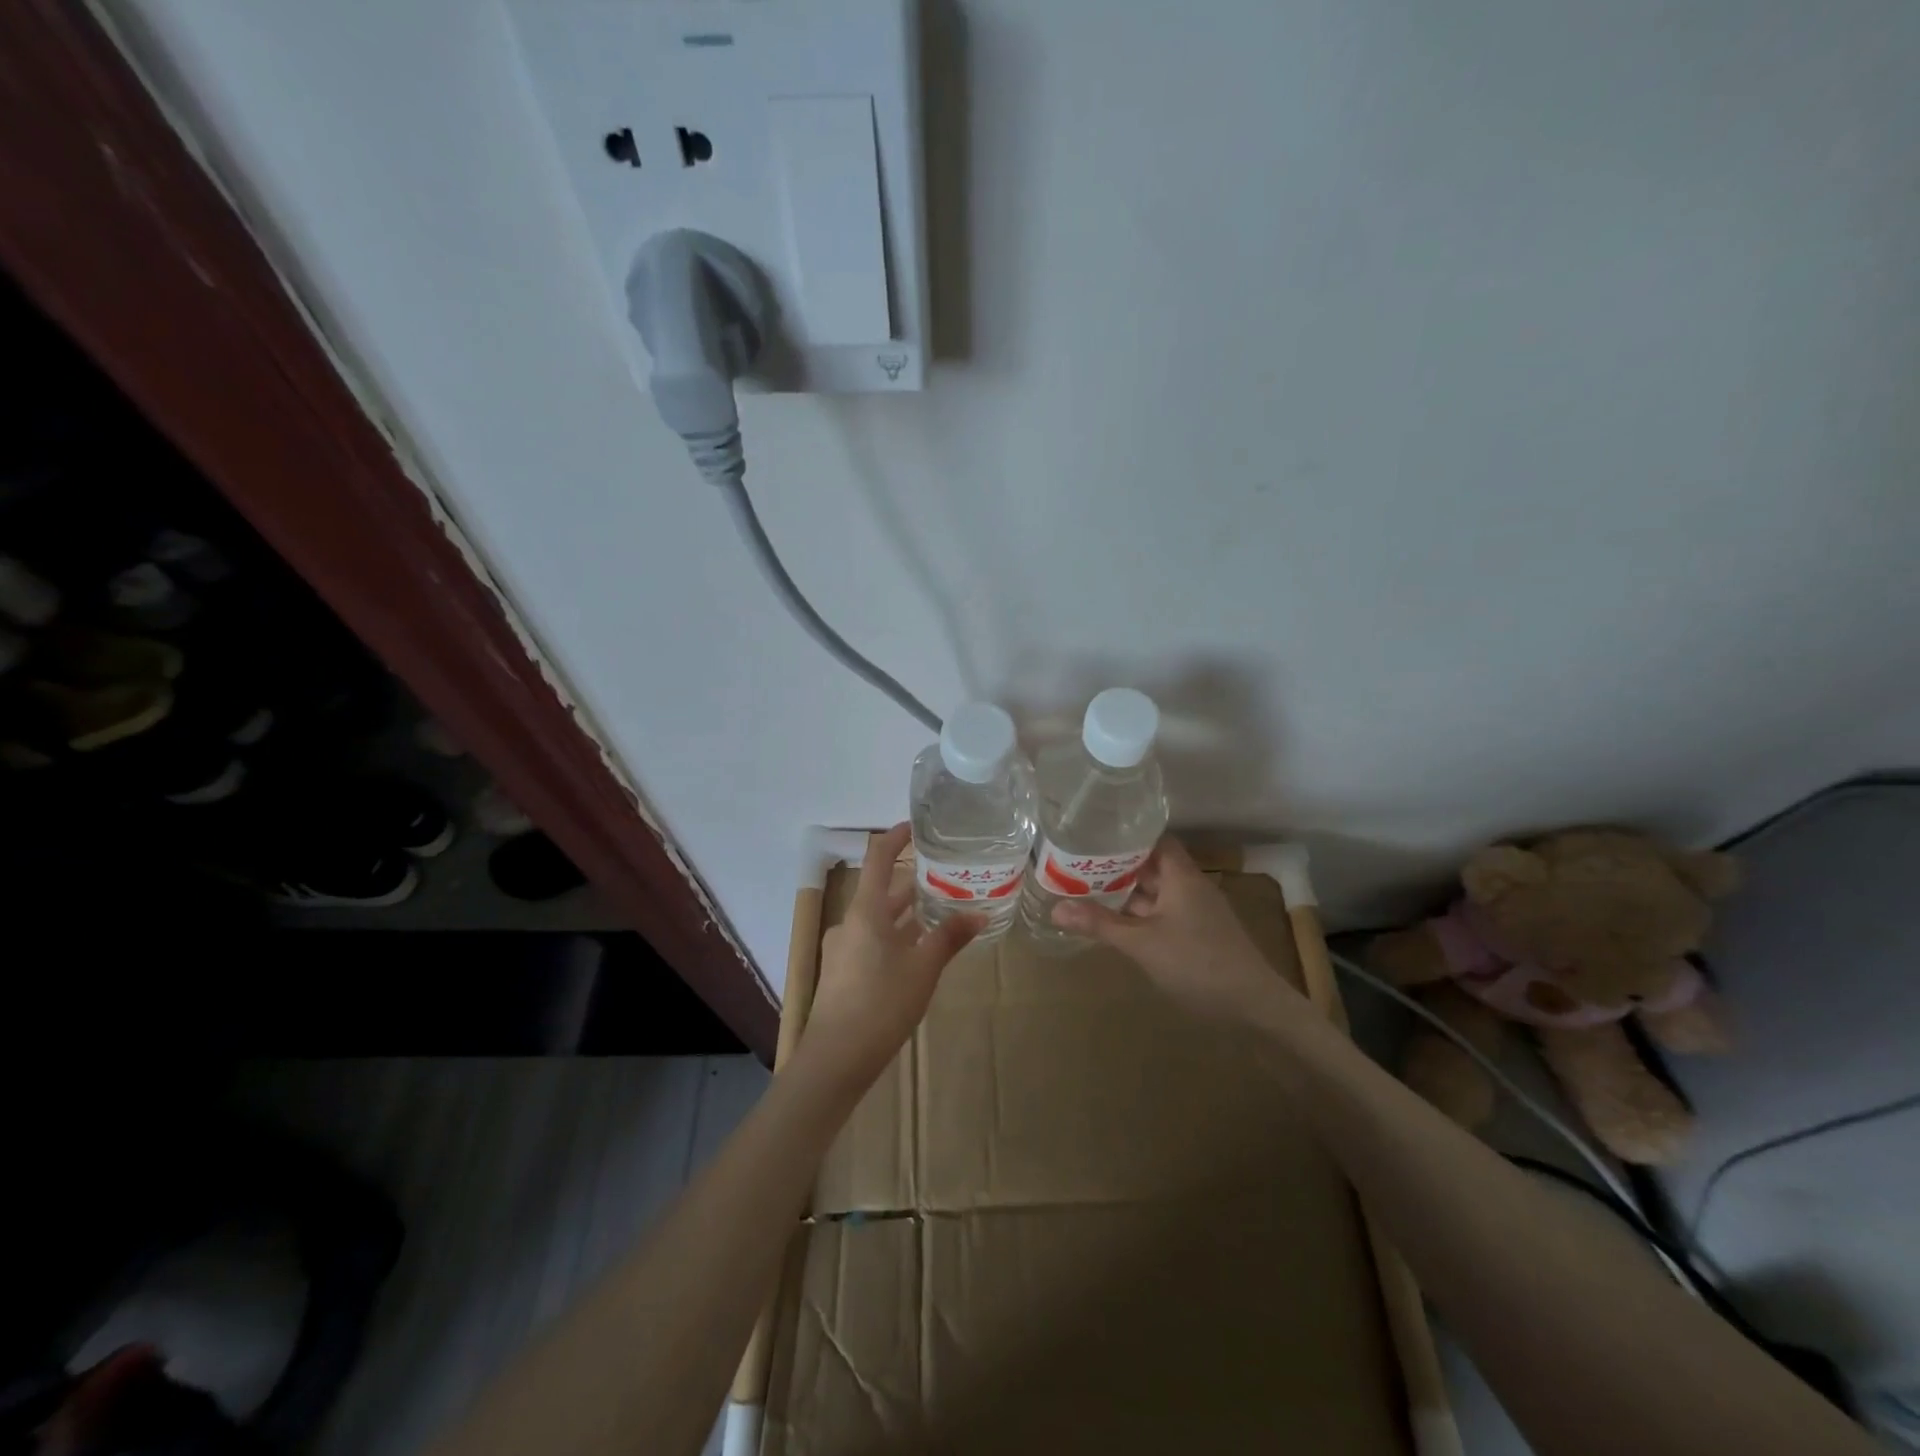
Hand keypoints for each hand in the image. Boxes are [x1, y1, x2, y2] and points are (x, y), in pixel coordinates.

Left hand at [799, 823, 980, 1091]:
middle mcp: (851, 922)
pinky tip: (918, 951)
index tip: (918, 827)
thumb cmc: (881, 1003)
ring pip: (879, 919)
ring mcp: (843, 949)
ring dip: (906, 913)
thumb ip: (949, 937)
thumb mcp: (923, 969)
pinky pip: (873, 941)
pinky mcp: (844, 973)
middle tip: (945, 875)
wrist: (836, 1059)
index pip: (878, 858)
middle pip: (881, 891)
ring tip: (939, 909)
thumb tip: (979, 914)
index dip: (896, 838)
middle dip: (911, 882)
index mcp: (865, 911)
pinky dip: (896, 936)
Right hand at [1052, 839, 1300, 1026]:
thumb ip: (1100, 924)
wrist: (1254, 1006)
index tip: (1093, 834)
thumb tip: (1055, 908)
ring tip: (1087, 889)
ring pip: (1157, 892)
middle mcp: (1190, 886)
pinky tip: (1117, 922)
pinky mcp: (1199, 934)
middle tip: (1078, 863)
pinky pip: (1163, 913)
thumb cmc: (1197, 963)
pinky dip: (1140, 914)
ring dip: (1128, 892)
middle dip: (1118, 865)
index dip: (1126, 835)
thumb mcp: (1142, 944)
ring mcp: (1197, 911)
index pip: (1154, 839)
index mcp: (1181, 875)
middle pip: (1152, 865)